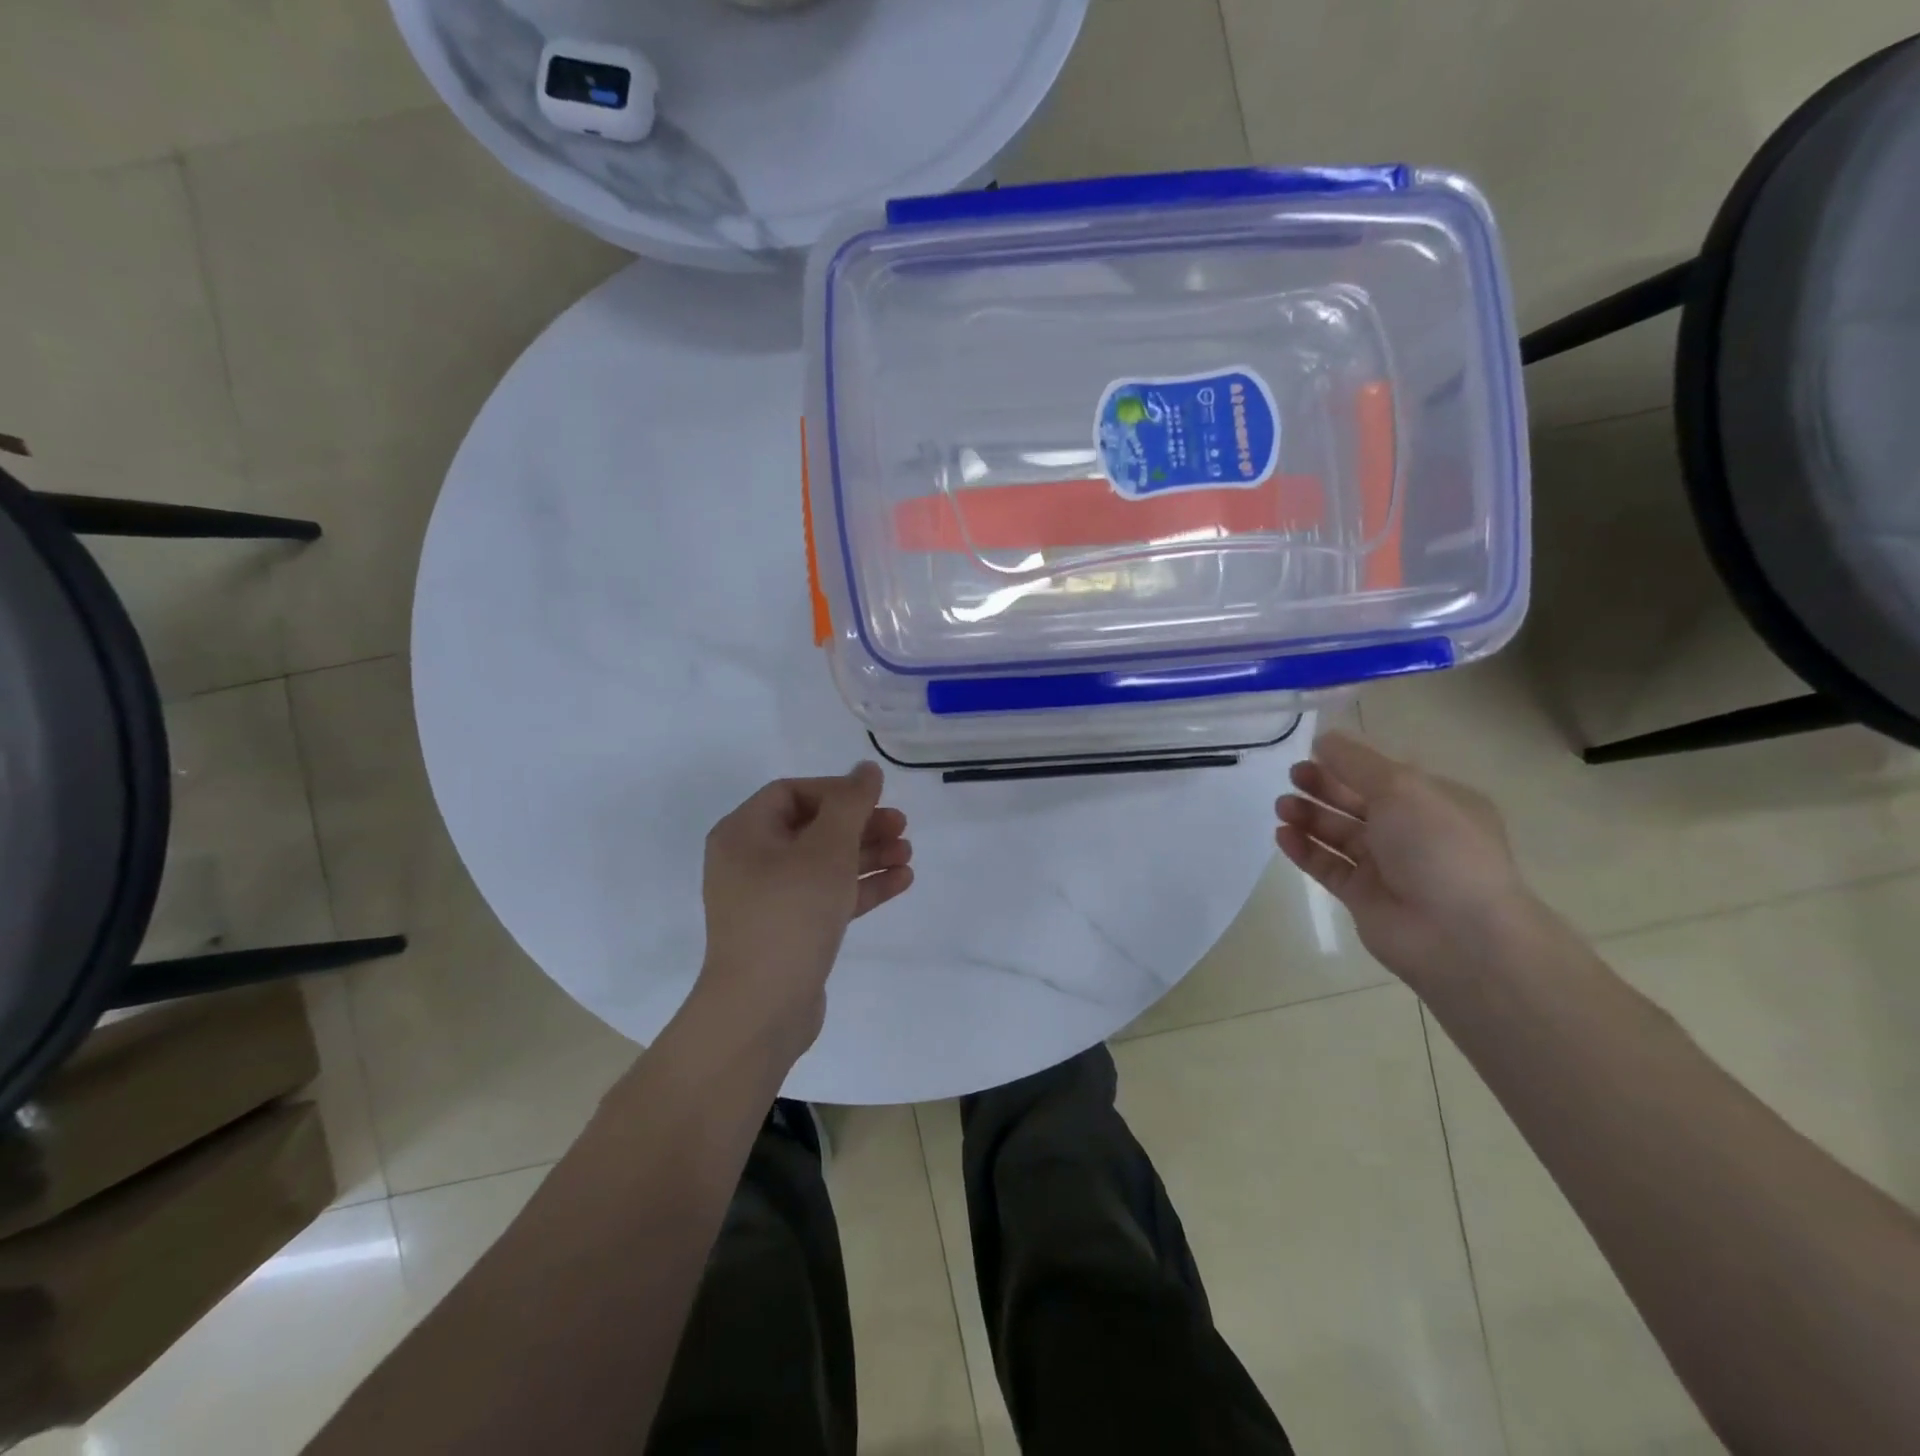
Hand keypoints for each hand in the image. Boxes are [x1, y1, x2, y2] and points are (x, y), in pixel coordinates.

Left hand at [696, 762, 914, 1060]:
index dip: (837, 791)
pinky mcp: (789, 930)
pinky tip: (901, 881)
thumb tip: (866, 769)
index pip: (792, 792)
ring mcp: (768, 899)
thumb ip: (851, 804)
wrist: (762, 1009)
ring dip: (867, 855)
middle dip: (860, 825)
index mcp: (743, 833)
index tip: (875, 800)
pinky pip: (827, 896)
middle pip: (813, 827)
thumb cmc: (791, 913)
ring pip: (824, 864)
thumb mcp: (826, 849)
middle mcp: (750, 861)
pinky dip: (860, 887)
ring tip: (908, 855)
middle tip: (902, 827)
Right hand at [1275, 732, 1537, 986]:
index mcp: (1435, 802)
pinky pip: (1327, 866)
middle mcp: (1412, 832)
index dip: (1349, 763)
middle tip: (1293, 776)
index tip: (1313, 752)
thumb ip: (1356, 762)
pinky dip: (1304, 849)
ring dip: (1310, 816)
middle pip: (1358, 802)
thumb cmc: (1438, 847)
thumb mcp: (1401, 788)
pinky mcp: (1362, 896)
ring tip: (1282, 806)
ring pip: (1339, 834)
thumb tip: (1323, 739)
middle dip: (1324, 786)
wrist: (1458, 934)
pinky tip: (1282, 834)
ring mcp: (1386, 867)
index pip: (1386, 775)